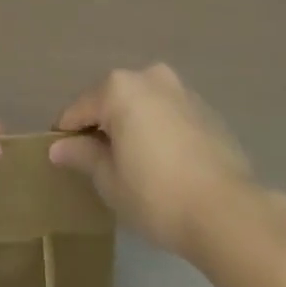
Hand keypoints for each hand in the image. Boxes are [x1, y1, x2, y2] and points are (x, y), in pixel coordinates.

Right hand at [49, 64, 252, 258]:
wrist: (226, 210)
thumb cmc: (157, 194)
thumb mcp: (111, 181)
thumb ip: (83, 156)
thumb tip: (59, 147)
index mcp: (119, 87)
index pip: (80, 108)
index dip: (67, 134)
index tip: (62, 157)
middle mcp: (148, 75)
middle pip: (112, 99)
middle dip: (102, 126)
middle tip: (98, 164)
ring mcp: (179, 88)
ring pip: (142, 104)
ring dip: (132, 125)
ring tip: (132, 164)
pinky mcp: (203, 107)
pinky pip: (167, 113)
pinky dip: (157, 129)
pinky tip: (162, 163)